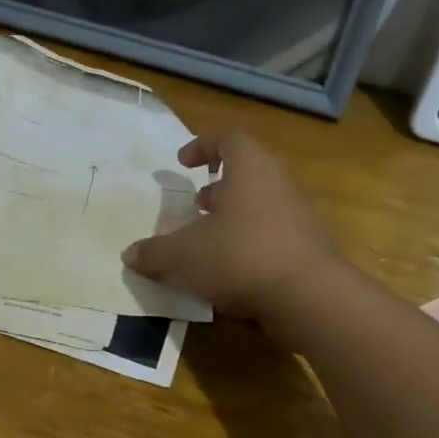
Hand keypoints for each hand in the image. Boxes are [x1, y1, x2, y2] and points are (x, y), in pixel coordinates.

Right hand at [122, 130, 341, 329]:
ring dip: (234, 215)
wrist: (310, 298)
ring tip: (209, 237)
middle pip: (248, 171)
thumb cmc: (241, 256)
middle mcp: (279, 184)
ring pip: (261, 203)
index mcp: (251, 169)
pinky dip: (250, 241)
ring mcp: (299, 216)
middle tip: (196, 203)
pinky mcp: (309, 247)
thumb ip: (155, 252)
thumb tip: (129, 255)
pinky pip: (273, 233)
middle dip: (218, 186)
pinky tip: (231, 268)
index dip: (204, 146)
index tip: (183, 162)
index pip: (229, 140)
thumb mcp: (185, 254)